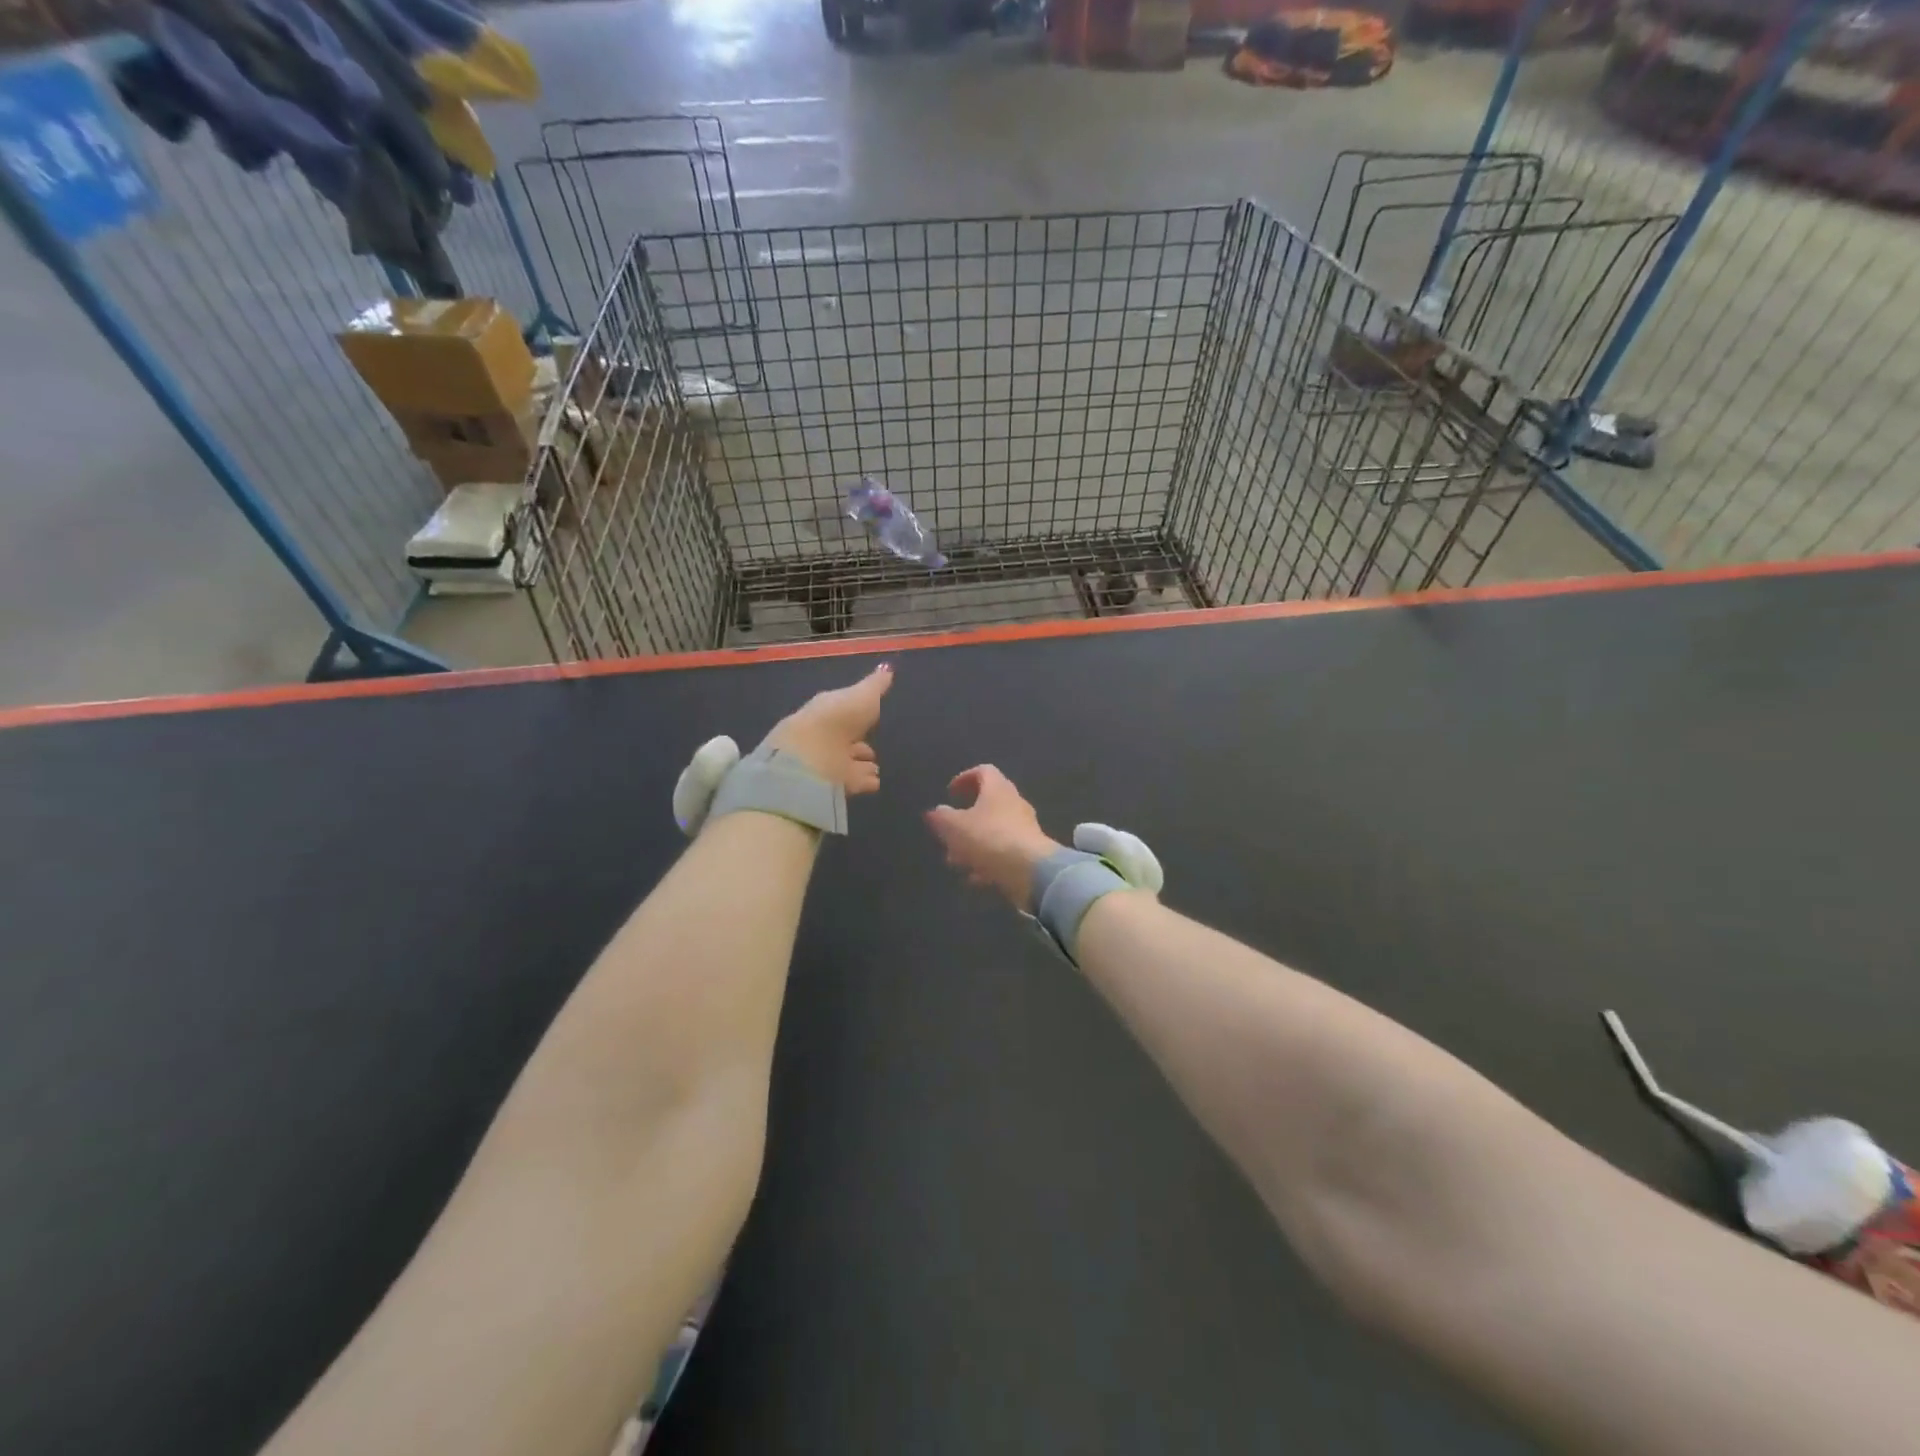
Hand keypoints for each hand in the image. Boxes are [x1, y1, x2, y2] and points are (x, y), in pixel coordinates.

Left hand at [763, 663, 890, 795]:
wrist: (810, 759)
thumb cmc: (836, 719)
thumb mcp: (862, 696)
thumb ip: (875, 685)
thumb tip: (887, 667)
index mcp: (827, 710)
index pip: (843, 709)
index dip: (857, 712)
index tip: (873, 715)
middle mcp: (825, 736)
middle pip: (844, 739)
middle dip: (858, 743)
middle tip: (872, 749)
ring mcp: (826, 762)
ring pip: (847, 762)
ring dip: (860, 764)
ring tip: (876, 768)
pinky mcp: (831, 786)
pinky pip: (852, 782)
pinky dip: (864, 781)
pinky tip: (876, 782)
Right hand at [924, 765, 1061, 910]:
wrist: (1030, 870)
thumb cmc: (989, 838)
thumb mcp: (954, 827)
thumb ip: (942, 817)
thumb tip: (936, 811)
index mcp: (997, 788)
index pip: (983, 771)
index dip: (964, 778)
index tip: (950, 793)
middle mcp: (1014, 803)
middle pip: (987, 803)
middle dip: (964, 819)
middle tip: (948, 832)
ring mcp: (1024, 828)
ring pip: (993, 831)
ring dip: (973, 844)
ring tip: (955, 861)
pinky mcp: (1029, 852)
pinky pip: (1003, 852)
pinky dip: (987, 862)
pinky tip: (974, 878)